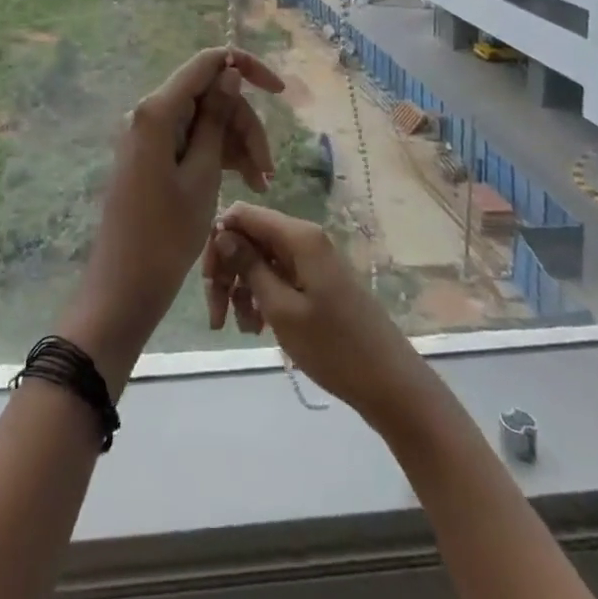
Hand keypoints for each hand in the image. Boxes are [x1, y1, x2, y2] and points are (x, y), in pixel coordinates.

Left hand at [60, 48, 285, 387]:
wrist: (124, 286)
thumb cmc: (166, 234)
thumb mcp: (203, 174)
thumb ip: (216, 118)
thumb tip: (229, 72)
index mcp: (157, 110)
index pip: (206, 63)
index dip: (245, 68)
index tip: (280, 91)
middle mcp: (150, 113)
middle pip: (209, 96)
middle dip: (244, 125)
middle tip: (268, 170)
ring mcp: (150, 135)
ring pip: (205, 120)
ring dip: (236, 144)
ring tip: (261, 184)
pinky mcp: (153, 156)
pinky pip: (192, 141)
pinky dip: (219, 156)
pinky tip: (245, 182)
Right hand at [204, 203, 425, 423]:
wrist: (389, 384)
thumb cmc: (334, 347)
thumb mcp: (281, 309)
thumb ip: (249, 266)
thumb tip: (222, 231)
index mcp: (298, 236)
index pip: (243, 214)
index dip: (219, 240)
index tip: (208, 279)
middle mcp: (304, 238)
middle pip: (249, 238)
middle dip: (227, 271)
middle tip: (216, 313)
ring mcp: (311, 260)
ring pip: (260, 260)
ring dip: (242, 289)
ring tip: (241, 328)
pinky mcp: (316, 281)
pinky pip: (277, 276)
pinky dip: (261, 297)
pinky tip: (256, 327)